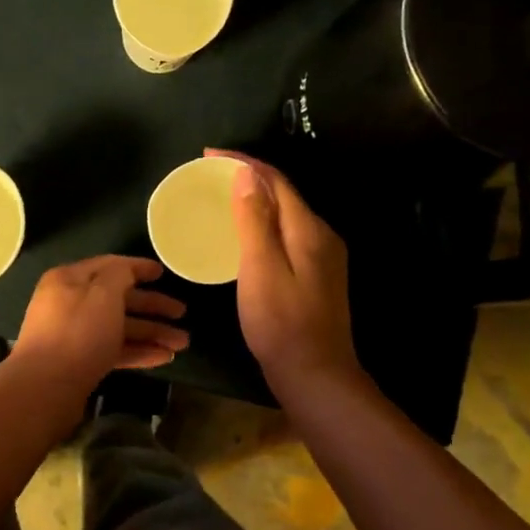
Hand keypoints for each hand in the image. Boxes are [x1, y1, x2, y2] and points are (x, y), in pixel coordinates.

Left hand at [10, 255, 188, 391]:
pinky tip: (163, 358)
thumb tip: (127, 270)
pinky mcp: (78, 362)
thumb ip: (120, 275)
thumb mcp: (103, 293)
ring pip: (118, 327)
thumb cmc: (78, 332)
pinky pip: (112, 350)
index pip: (110, 266)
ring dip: (151, 333)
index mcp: (70, 279)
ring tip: (182, 344)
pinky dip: (137, 351)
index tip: (164, 273)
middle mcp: (69, 303)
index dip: (138, 268)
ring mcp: (73, 334)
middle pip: (117, 299)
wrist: (45, 388)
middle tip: (183, 314)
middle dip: (152, 306)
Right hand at [208, 149, 359, 395]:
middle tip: (210, 175)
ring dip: (255, 198)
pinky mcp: (316, 274)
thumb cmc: (281, 324)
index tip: (208, 155)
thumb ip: (255, 220)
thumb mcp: (261, 269)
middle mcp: (321, 235)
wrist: (315, 374)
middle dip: (248, 176)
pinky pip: (286, 233)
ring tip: (222, 197)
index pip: (275, 180)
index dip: (243, 162)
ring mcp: (322, 256)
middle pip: (284, 193)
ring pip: (285, 213)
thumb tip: (247, 175)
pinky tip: (244, 233)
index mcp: (308, 229)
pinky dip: (262, 222)